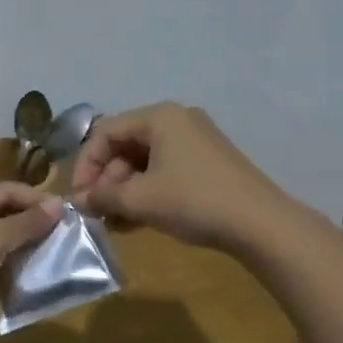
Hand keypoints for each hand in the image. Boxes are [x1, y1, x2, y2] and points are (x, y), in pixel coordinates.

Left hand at [0, 184, 62, 342]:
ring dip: (18, 243)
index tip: (68, 215)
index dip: (37, 200)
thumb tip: (58, 204)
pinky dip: (4, 261)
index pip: (6, 189)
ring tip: (47, 254)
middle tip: (60, 236)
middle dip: (29, 221)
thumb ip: (24, 223)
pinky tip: (21, 274)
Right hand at [72, 102, 294, 251]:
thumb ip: (103, 197)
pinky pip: (165, 170)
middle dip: (107, 180)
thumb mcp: (141, 200)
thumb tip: (79, 201)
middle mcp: (176, 120)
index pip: (105, 132)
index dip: (86, 165)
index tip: (80, 198)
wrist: (262, 225)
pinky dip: (148, 191)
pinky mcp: (208, 162)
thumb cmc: (194, 202)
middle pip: (125, 145)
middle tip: (99, 213)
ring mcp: (195, 140)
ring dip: (125, 190)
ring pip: (145, 161)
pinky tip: (138, 220)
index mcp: (159, 117)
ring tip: (116, 222)